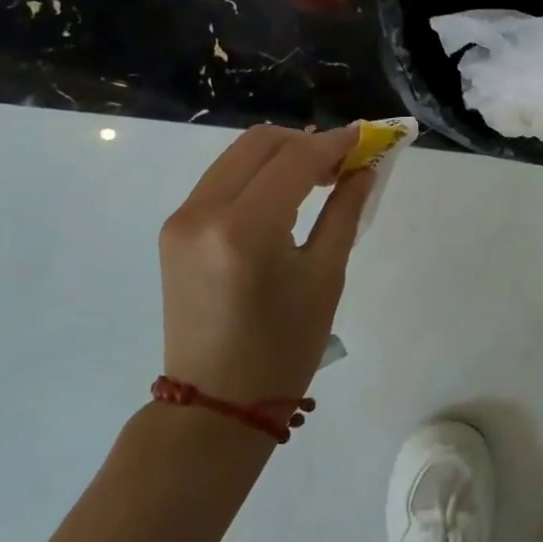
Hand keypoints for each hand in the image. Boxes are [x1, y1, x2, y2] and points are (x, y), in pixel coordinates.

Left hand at [158, 124, 374, 403]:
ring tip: (318, 178)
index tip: (368, 138)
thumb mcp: (325, 276)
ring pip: (238, 156)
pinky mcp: (174, 229)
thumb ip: (345, 211)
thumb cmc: (283, 347)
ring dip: (281, 155)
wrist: (215, 403)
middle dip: (307, 142)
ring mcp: (182, 218)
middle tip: (343, 163)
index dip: (336, 143)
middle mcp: (203, 211)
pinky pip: (221, 179)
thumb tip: (364, 168)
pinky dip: (256, 174)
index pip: (295, 158)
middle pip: (260, 143)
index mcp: (245, 228)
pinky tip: (283, 195)